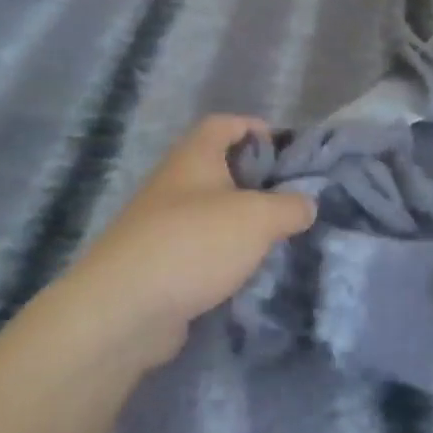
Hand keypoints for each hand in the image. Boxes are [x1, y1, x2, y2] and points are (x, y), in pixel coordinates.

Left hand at [39, 116, 315, 372]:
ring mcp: (161, 225)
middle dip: (255, 180)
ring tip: (278, 238)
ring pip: (210, 212)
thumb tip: (307, 204)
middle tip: (291, 199)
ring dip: (240, 222)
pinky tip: (247, 272)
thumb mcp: (258, 218)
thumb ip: (290, 206)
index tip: (287, 150)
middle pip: (219, 168)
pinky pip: (199, 249)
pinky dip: (223, 255)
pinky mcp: (158, 264)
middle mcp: (174, 183)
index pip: (224, 124)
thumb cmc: (195, 243)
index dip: (255, 128)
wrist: (125, 308)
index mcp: (194, 156)